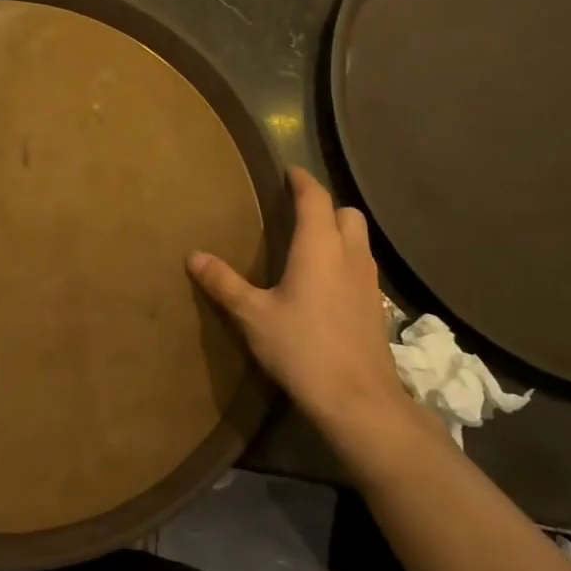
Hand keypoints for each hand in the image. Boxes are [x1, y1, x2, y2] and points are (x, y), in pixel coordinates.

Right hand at [188, 169, 422, 463]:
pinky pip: (363, 266)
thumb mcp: (252, 315)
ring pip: (360, 240)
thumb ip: (223, 282)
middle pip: (347, 214)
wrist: (357, 398)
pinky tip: (327, 283)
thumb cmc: (301, 347)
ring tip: (311, 244)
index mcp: (319, 247)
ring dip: (339, 232)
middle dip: (326, 206)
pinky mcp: (377, 306)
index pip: (316, 198)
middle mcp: (350, 255)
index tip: (289, 172)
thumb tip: (194, 255)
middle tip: (298, 212)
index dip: (302, 181)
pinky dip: (346, 260)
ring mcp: (369, 281)